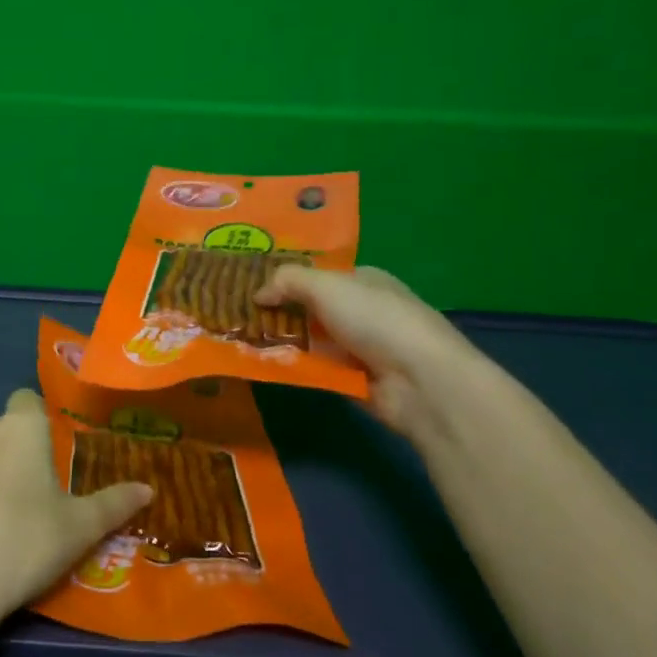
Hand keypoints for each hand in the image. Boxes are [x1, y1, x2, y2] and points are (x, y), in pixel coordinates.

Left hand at [0, 390, 152, 622]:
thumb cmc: (26, 542)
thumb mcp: (81, 528)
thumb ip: (114, 503)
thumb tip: (148, 489)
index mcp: (20, 428)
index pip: (28, 399)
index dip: (40, 418)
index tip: (53, 450)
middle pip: (2, 429)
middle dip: (16, 450)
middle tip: (37, 491)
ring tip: (2, 515)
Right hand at [255, 265, 477, 439]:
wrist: (420, 381)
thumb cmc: (376, 319)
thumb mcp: (327, 286)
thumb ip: (287, 281)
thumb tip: (257, 293)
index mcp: (364, 280)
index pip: (319, 275)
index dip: (286, 279)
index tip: (249, 285)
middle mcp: (362, 311)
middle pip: (310, 308)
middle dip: (278, 311)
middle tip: (236, 314)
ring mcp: (359, 347)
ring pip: (309, 340)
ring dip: (280, 341)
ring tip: (239, 340)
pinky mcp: (352, 379)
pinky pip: (314, 369)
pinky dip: (292, 367)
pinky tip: (262, 365)